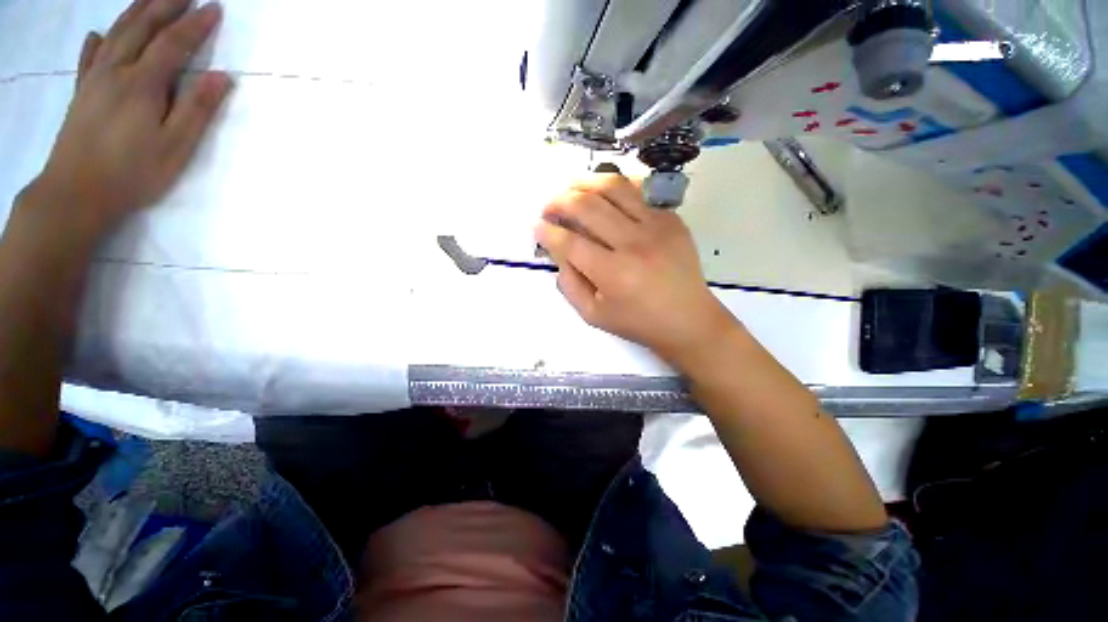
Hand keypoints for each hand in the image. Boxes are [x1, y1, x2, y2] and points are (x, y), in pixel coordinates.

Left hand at [29, 0, 231, 234]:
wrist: (75, 192)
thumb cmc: (132, 173)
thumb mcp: (175, 147)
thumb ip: (197, 109)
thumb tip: (221, 77)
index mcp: (142, 84)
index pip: (174, 43)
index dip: (196, 24)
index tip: (215, 9)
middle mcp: (116, 70)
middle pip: (142, 27)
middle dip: (165, 5)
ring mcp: (94, 79)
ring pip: (116, 33)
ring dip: (137, 12)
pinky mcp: (81, 92)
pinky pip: (89, 57)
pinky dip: (98, 41)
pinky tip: (101, 34)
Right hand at [535, 174, 738, 365]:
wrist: (688, 319)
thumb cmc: (637, 322)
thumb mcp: (594, 316)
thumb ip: (569, 286)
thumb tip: (559, 254)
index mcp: (613, 274)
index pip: (570, 243)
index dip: (547, 232)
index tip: (536, 227)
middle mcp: (634, 244)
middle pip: (587, 207)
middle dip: (559, 202)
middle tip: (548, 208)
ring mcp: (656, 226)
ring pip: (613, 188)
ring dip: (584, 182)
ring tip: (569, 187)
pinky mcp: (671, 218)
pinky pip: (639, 189)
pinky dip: (616, 184)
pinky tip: (603, 189)